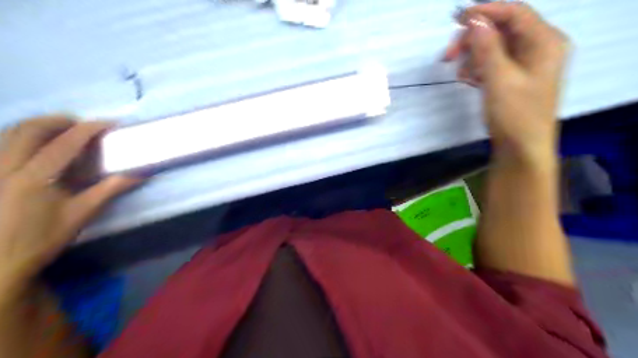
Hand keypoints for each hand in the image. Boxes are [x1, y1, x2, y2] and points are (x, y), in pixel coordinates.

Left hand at [0, 118, 138, 292]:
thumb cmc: (42, 238)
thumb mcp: (81, 214)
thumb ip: (108, 190)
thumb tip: (139, 175)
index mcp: (36, 177)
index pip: (66, 142)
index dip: (89, 129)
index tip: (108, 124)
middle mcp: (8, 166)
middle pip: (30, 128)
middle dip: (59, 120)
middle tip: (82, 125)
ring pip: (9, 133)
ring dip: (38, 126)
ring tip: (60, 131)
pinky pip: (1, 145)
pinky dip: (21, 137)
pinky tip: (35, 147)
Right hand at [445, 2, 569, 164]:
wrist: (521, 149)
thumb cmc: (515, 115)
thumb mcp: (499, 79)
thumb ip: (487, 47)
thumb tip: (473, 20)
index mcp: (545, 42)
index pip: (515, 13)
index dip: (485, 11)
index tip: (456, 20)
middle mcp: (539, 48)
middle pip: (502, 30)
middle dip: (474, 39)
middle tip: (449, 55)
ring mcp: (527, 64)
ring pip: (495, 47)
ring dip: (473, 56)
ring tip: (459, 73)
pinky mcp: (515, 79)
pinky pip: (494, 63)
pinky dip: (478, 68)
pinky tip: (467, 79)